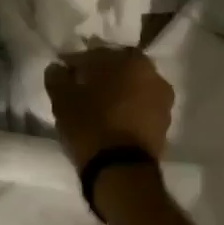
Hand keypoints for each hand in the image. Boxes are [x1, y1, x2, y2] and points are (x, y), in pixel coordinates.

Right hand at [44, 47, 173, 168]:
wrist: (122, 170)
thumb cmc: (91, 125)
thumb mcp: (62, 99)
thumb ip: (57, 77)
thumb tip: (57, 68)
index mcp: (129, 60)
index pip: (95, 54)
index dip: (76, 63)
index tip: (63, 73)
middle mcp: (152, 74)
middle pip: (119, 68)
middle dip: (101, 75)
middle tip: (81, 88)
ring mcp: (163, 100)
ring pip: (133, 88)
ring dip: (117, 92)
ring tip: (97, 107)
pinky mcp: (165, 124)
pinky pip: (141, 108)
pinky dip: (128, 110)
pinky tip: (112, 121)